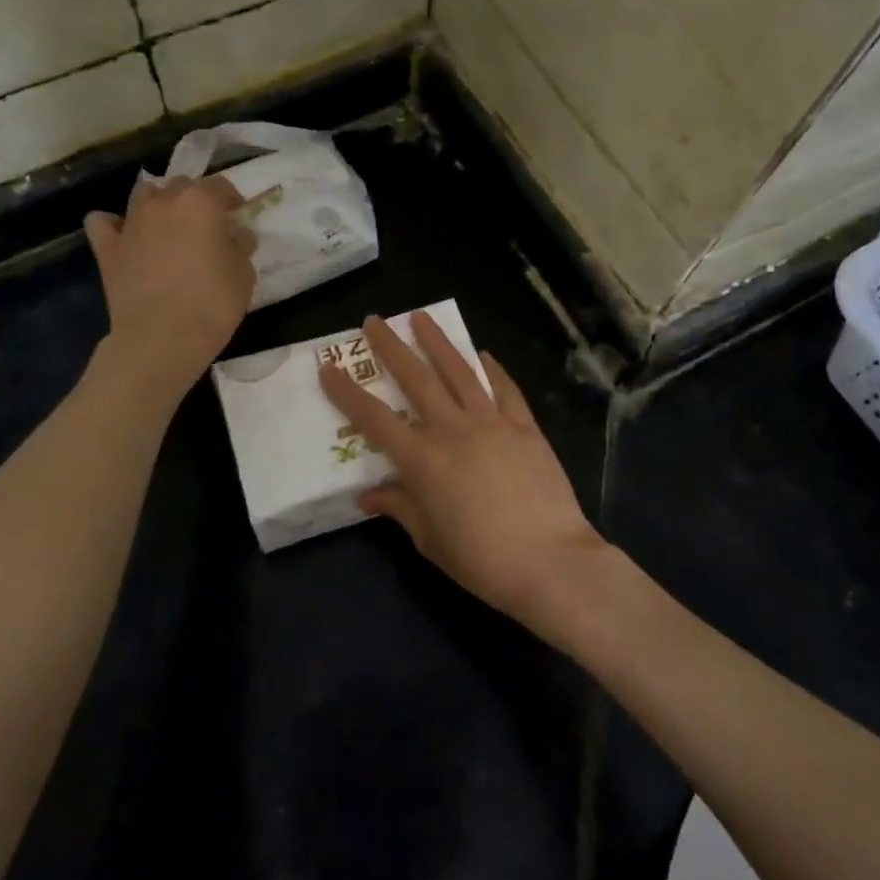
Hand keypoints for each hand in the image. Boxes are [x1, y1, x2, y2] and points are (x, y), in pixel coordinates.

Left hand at [85, 175, 255, 395]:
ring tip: (168, 229)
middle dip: (195, 201)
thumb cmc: (212, 304)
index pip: (221, 186)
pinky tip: (125, 238)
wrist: (162, 337)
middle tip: (206, 229)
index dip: (232, 201)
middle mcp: (164, 202)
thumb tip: (236, 235)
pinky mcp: (107, 247)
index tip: (238, 219)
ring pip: (144, 194)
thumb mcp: (244, 275)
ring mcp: (131, 222)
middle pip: (182, 186)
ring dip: (158, 204)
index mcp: (201, 202)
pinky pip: (104, 222)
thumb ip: (240, 247)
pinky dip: (113, 225)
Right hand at [318, 311, 608, 635]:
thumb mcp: (429, 540)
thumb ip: (399, 508)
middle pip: (416, 379)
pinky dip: (492, 370)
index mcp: (423, 460)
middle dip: (391, 347)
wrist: (551, 562)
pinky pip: (505, 390)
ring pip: (460, 372)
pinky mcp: (525, 428)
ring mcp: (493, 424)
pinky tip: (483, 354)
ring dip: (438, 342)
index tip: (328, 367)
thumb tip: (368, 494)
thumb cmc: (481, 559)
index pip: (374, 419)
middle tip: (374, 321)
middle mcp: (453, 430)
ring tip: (421, 317)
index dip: (347, 393)